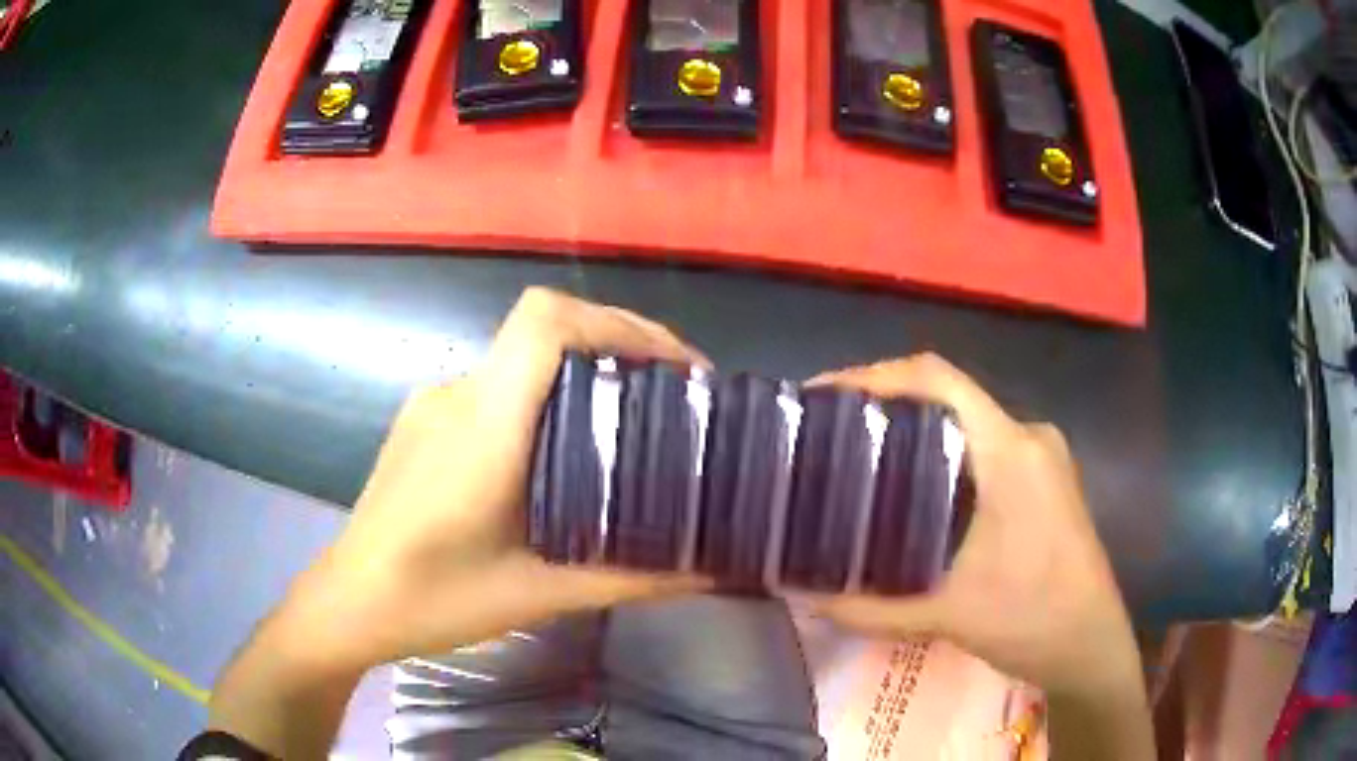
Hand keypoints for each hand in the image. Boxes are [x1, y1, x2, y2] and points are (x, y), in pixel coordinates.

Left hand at [287, 288, 711, 669]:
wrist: (349, 602)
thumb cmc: (435, 601)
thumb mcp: (539, 595)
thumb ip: (630, 578)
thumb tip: (710, 569)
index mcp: (483, 426)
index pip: (545, 322)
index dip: (617, 324)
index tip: (675, 368)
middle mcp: (457, 395)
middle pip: (545, 331)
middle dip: (619, 347)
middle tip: (674, 399)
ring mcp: (434, 404)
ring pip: (522, 361)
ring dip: (582, 374)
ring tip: (627, 425)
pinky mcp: (424, 421)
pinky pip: (496, 389)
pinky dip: (544, 399)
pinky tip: (559, 453)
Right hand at [807, 355, 1147, 709]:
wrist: (1091, 645)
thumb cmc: (1031, 620)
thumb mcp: (945, 615)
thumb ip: (869, 608)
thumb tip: (805, 596)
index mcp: (1011, 451)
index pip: (939, 380)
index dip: (876, 375)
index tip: (823, 395)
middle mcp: (1029, 437)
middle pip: (949, 397)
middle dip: (887, 406)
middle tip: (831, 433)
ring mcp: (1042, 457)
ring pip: (968, 424)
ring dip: (916, 433)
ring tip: (861, 459)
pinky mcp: (1045, 479)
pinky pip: (985, 448)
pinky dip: (943, 456)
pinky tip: (915, 491)